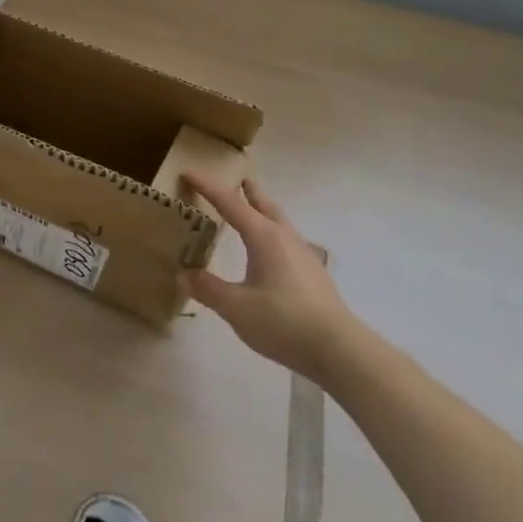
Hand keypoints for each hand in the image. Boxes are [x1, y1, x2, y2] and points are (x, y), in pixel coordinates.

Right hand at [181, 172, 357, 386]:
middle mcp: (284, 238)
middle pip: (264, 205)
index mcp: (263, 236)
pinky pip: (289, 241)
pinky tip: (275, 252)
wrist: (339, 350)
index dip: (207, 186)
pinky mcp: (314, 275)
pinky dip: (275, 234)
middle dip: (249, 191)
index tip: (188, 171)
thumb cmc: (283, 321)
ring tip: (255, 211)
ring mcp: (304, 255)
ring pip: (280, 222)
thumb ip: (208, 289)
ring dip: (265, 211)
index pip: (229, 202)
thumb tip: (184, 275)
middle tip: (239, 179)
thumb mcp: (236, 307)